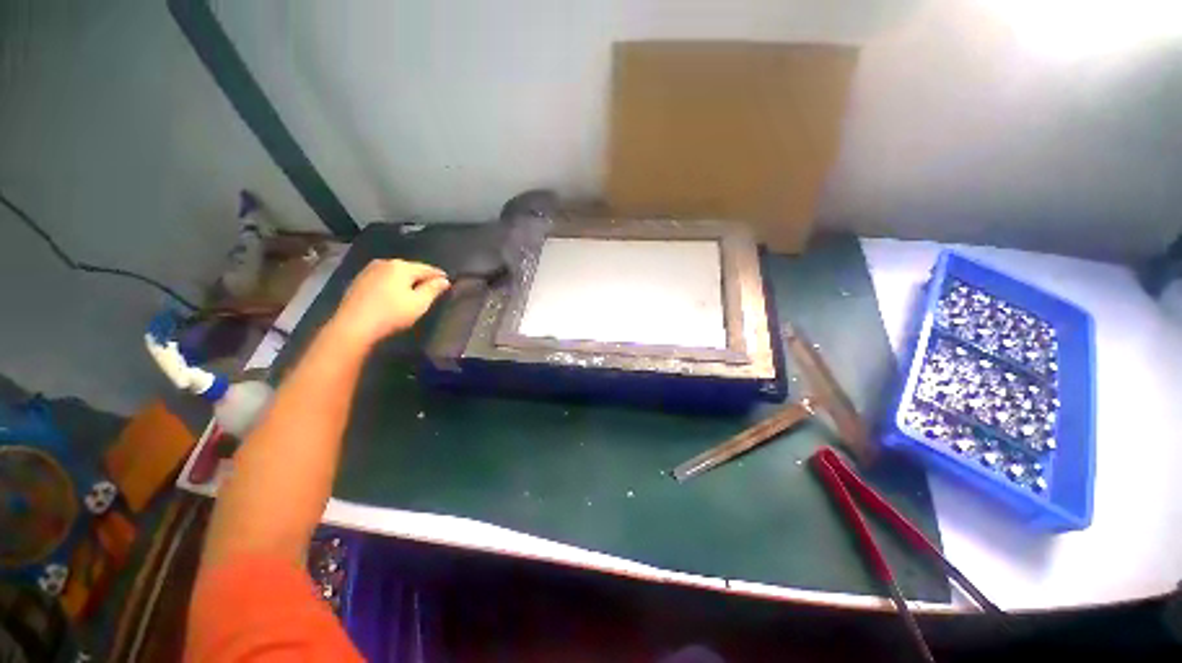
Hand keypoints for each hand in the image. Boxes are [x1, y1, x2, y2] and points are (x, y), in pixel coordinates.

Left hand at [331, 259, 450, 347]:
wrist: (353, 326)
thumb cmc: (392, 313)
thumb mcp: (419, 303)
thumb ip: (433, 289)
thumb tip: (444, 280)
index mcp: (401, 266)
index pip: (427, 268)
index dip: (439, 275)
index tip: (448, 281)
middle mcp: (385, 263)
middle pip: (410, 269)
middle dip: (422, 277)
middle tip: (432, 287)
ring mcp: (369, 271)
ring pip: (395, 273)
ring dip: (406, 281)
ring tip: (415, 291)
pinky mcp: (359, 281)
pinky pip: (383, 279)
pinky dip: (393, 284)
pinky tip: (395, 294)